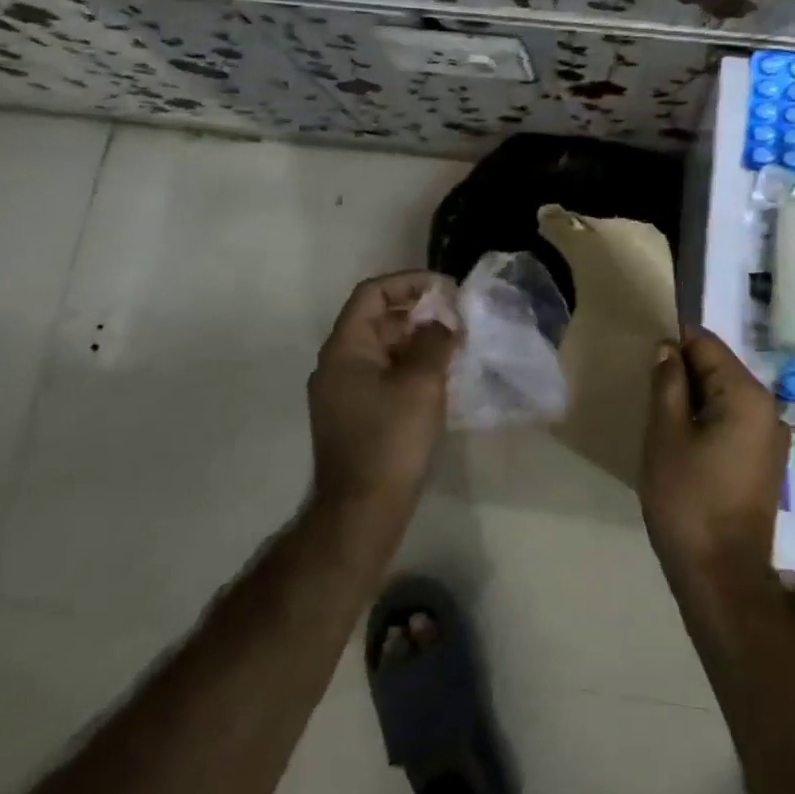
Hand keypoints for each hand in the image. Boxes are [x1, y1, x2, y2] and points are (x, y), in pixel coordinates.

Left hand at [308, 272, 457, 531]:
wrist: (362, 512)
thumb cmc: (391, 440)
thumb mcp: (421, 383)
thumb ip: (435, 341)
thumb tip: (443, 322)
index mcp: (345, 349)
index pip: (372, 294)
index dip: (408, 282)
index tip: (445, 289)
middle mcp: (337, 364)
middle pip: (378, 319)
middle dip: (419, 313)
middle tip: (457, 320)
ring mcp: (343, 391)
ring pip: (383, 348)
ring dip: (417, 341)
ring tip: (455, 346)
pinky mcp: (354, 414)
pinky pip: (383, 374)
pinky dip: (410, 366)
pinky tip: (440, 377)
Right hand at [640, 329, 790, 592]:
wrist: (722, 579)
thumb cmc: (688, 501)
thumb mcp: (665, 435)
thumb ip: (668, 383)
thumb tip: (668, 348)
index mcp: (747, 395)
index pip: (707, 345)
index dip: (674, 344)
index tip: (645, 360)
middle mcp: (769, 408)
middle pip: (720, 368)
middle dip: (684, 373)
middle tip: (649, 392)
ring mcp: (772, 437)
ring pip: (726, 396)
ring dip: (695, 399)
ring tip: (663, 419)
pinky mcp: (767, 462)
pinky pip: (735, 422)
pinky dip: (710, 421)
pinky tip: (685, 443)